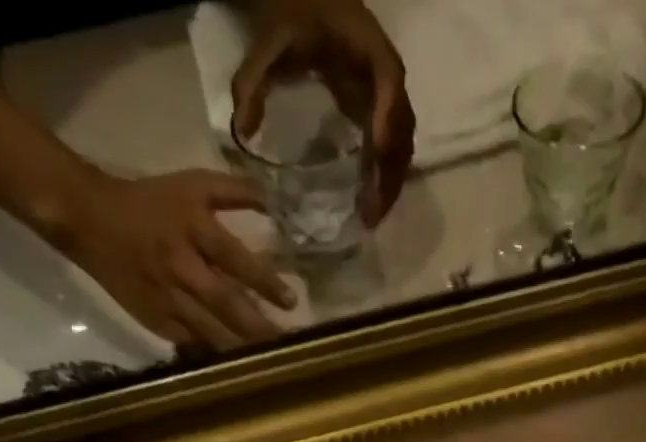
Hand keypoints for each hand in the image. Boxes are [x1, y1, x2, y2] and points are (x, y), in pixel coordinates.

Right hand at [54, 168, 294, 350]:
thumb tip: (273, 200)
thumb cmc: (149, 202)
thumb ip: (233, 190)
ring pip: (210, 330)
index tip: (291, 302)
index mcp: (192, 229)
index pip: (235, 259)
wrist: (90, 220)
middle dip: (257, 326)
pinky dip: (214, 354)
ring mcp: (169, 298)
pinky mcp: (157, 321)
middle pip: (225, 302)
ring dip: (240, 347)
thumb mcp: (191, 185)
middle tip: (286, 344)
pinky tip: (237, 367)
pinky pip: (191, 343)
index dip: (264, 281)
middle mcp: (182, 266)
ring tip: (268, 362)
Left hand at [233, 0, 415, 224]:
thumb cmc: (290, 19)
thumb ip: (252, 82)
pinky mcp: (381, 112)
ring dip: (389, 182)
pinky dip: (383, 176)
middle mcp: (386, 72)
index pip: (388, 80)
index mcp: (366, 43)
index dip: (387, 116)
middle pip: (402, 125)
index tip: (378, 153)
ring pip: (401, 144)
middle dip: (389, 171)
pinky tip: (368, 200)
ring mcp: (388, 95)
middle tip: (371, 213)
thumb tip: (243, 131)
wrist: (306, 2)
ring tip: (369, 217)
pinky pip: (391, 148)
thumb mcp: (267, 45)